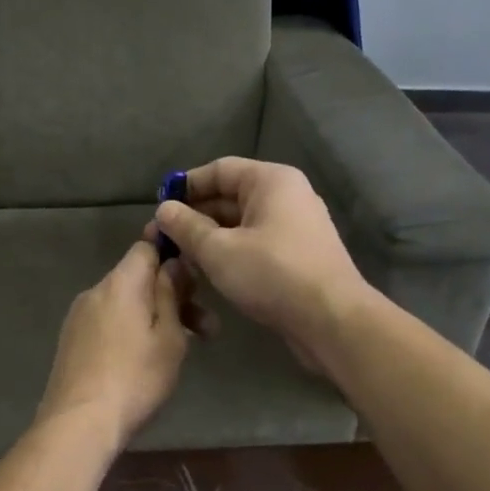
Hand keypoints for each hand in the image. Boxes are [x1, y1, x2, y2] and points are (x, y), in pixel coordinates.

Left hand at [35, 241, 194, 445]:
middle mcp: (95, 291)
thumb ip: (171, 293)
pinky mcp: (72, 341)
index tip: (194, 269)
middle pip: (138, 278)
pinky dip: (131, 329)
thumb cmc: (135, 378)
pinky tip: (146, 359)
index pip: (145, 246)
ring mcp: (79, 317)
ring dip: (154, 316)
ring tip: (183, 348)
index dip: (171, 251)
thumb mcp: (169, 336)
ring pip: (125, 303)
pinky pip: (108, 321)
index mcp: (121, 283)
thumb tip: (172, 263)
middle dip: (172, 295)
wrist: (79, 423)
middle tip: (207, 327)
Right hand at [149, 158, 371, 362]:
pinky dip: (229, 253)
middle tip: (160, 239)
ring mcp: (294, 228)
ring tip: (177, 258)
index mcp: (271, 181)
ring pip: (240, 224)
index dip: (186, 186)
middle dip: (193, 217)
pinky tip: (206, 273)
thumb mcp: (218, 250)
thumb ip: (186, 227)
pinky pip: (254, 244)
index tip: (158, 207)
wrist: (331, 320)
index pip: (219, 170)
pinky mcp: (296, 257)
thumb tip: (163, 210)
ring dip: (208, 238)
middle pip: (229, 197)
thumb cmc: (272, 274)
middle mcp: (286, 196)